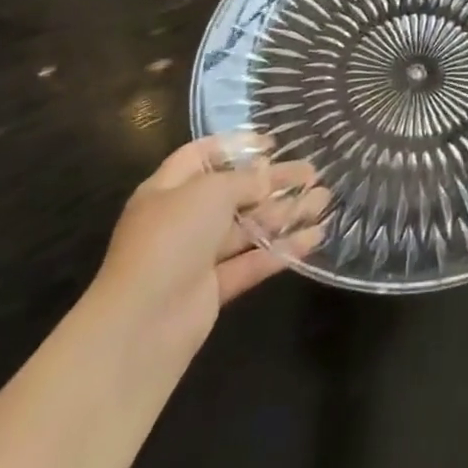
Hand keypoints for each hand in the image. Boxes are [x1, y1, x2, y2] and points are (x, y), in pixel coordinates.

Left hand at [91, 136, 328, 355]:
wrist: (142, 324)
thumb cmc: (171, 239)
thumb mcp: (209, 193)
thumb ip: (244, 180)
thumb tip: (266, 177)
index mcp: (168, 189)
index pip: (201, 156)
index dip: (236, 146)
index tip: (273, 144)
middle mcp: (182, 219)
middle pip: (234, 192)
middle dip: (274, 181)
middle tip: (312, 172)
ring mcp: (197, 256)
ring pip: (248, 227)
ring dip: (286, 212)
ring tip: (324, 199)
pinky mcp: (214, 289)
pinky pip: (253, 261)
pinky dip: (283, 249)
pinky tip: (315, 236)